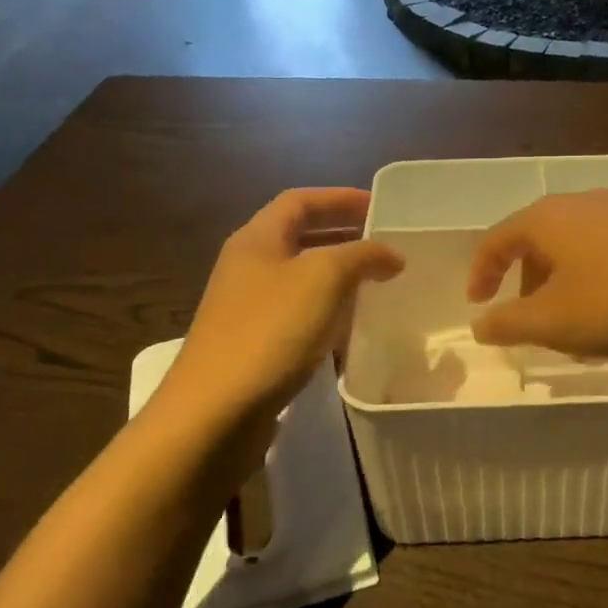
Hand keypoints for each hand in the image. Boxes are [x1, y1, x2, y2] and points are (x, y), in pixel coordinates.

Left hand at [160, 188, 402, 424]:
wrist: (216, 409)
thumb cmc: (270, 330)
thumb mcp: (324, 278)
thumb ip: (363, 256)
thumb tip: (391, 254)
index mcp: (257, 238)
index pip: (301, 200)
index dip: (340, 198)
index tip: (380, 207)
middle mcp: (248, 265)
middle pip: (300, 236)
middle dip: (343, 235)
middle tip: (385, 244)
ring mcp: (248, 307)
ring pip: (301, 277)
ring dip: (338, 275)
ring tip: (377, 282)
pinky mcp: (254, 343)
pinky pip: (298, 313)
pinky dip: (328, 311)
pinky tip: (352, 327)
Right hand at [467, 191, 607, 356]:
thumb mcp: (555, 322)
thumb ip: (509, 324)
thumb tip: (479, 324)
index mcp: (545, 220)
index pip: (496, 240)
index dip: (481, 273)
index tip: (479, 304)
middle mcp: (580, 203)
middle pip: (537, 241)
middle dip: (525, 282)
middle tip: (528, 319)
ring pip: (575, 245)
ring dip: (563, 282)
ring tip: (575, 321)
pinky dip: (596, 277)